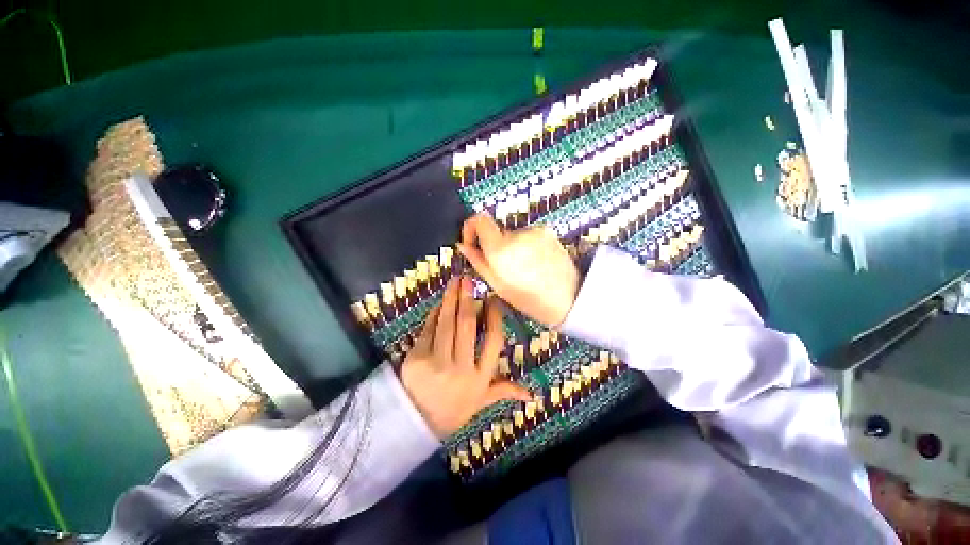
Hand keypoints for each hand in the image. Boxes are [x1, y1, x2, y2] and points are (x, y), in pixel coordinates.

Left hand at [400, 276, 531, 437]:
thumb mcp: (480, 402)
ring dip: (451, 300)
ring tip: (455, 282)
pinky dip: (434, 314)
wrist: (415, 424)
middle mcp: (461, 368)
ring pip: (446, 324)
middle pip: (466, 326)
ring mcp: (436, 362)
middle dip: (468, 299)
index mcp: (480, 378)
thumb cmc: (453, 409)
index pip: (492, 341)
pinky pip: (428, 329)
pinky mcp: (416, 358)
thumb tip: (530, 394)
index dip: (494, 317)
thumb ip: (503, 390)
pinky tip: (439, 303)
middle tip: (469, 280)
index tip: (493, 299)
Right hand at [458, 214, 580, 326]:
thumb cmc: (530, 299)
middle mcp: (517, 234)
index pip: (479, 219)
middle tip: (502, 266)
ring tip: (522, 268)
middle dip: (494, 245)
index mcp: (501, 249)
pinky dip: (525, 246)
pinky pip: (527, 235)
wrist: (569, 298)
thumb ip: (477, 261)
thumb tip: (463, 245)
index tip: (472, 242)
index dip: (470, 227)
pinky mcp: (547, 231)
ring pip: (512, 234)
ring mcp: (534, 231)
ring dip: (511, 246)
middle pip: (496, 231)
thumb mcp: (497, 285)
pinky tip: (534, 263)